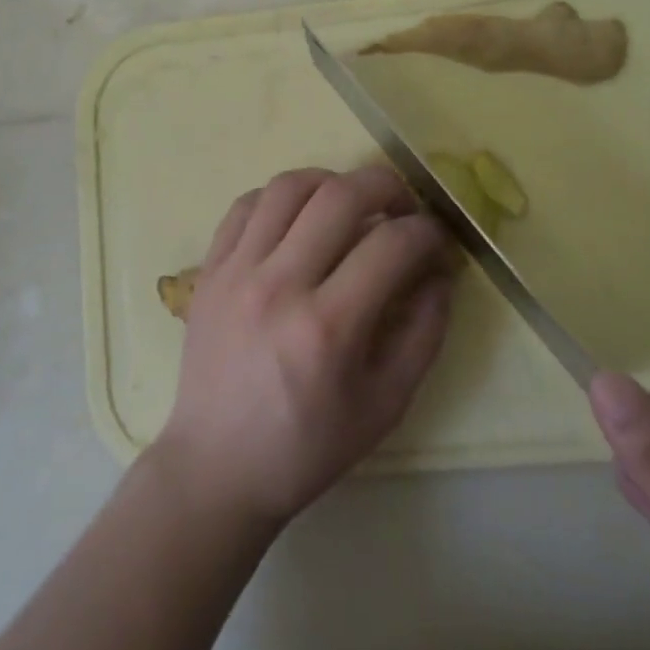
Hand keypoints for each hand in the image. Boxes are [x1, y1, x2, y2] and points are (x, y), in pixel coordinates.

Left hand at [154, 167, 456, 529]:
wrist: (217, 467)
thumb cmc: (308, 447)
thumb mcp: (386, 405)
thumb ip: (424, 332)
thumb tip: (440, 272)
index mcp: (328, 328)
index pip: (391, 245)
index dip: (427, 232)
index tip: (436, 240)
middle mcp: (279, 286)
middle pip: (341, 195)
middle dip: (387, 186)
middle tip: (402, 206)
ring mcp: (237, 271)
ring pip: (289, 186)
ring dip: (332, 182)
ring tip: (350, 204)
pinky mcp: (210, 269)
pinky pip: (246, 204)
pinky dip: (281, 198)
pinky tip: (299, 218)